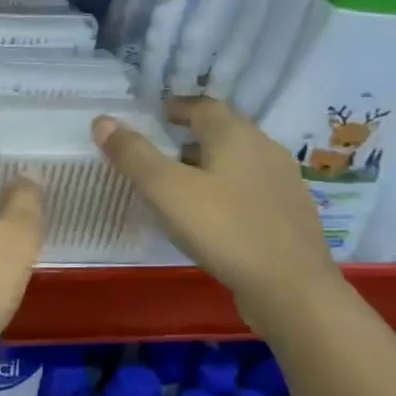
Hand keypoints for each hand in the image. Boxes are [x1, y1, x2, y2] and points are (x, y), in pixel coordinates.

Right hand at [94, 97, 342, 327]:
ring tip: (182, 183)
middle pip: (225, 130)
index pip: (203, 106)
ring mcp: (283, 183)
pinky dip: (227, 189)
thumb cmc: (224, 229)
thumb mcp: (166, 190)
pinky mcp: (290, 215)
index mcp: (235, 136)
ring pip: (239, 160)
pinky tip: (213, 215)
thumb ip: (133, 154)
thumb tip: (102, 121)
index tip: (156, 116)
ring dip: (210, 163)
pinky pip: (251, 188)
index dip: (177, 107)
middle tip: (162, 148)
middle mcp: (264, 149)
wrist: (292, 289)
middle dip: (192, 135)